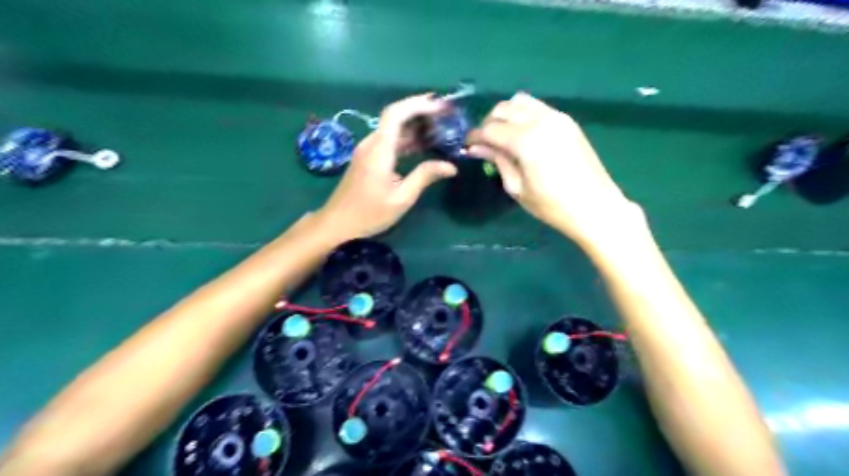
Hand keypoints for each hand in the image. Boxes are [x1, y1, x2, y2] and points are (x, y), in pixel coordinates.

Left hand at [312, 93, 457, 239]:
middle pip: (395, 117)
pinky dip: (407, 138)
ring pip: (393, 129)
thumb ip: (424, 177)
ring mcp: (368, 150)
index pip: (396, 114)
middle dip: (421, 111)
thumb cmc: (369, 214)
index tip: (440, 106)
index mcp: (379, 150)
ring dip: (416, 125)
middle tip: (446, 114)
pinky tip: (424, 145)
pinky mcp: (368, 158)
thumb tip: (451, 166)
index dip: (418, 104)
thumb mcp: (401, 198)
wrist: (337, 223)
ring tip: (441, 127)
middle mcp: (372, 144)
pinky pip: (390, 140)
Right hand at [463, 90, 643, 244]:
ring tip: (502, 136)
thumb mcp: (517, 187)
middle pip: (504, 108)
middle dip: (488, 123)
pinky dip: (523, 114)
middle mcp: (540, 120)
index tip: (467, 146)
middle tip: (485, 143)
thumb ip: (497, 160)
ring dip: (506, 115)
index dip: (475, 136)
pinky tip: (522, 134)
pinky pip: (537, 107)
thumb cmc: (552, 205)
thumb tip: (476, 147)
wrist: (594, 206)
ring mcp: (556, 117)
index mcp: (526, 140)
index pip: (490, 128)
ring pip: (520, 101)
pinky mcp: (567, 120)